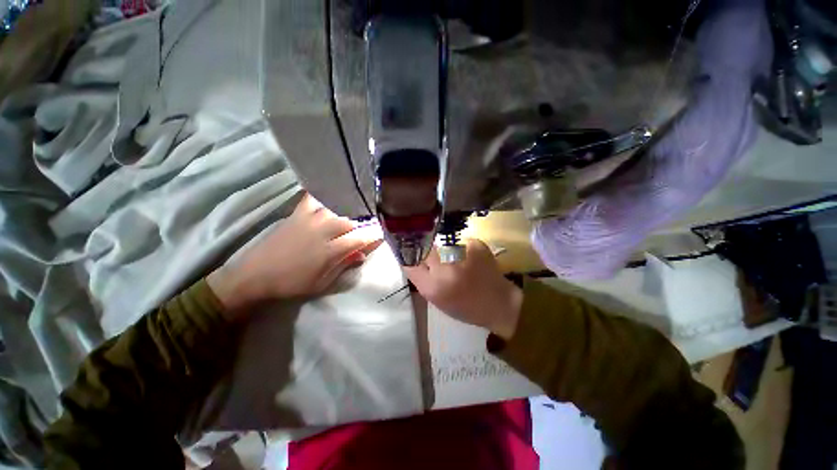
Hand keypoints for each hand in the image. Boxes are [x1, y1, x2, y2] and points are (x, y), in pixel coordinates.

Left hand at [208, 194, 380, 316]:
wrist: (256, 276)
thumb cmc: (292, 283)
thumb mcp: (322, 283)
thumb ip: (343, 266)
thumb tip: (361, 255)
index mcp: (330, 251)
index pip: (359, 240)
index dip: (372, 238)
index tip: (379, 237)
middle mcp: (323, 231)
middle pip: (349, 222)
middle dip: (360, 226)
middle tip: (361, 231)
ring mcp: (309, 220)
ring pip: (335, 210)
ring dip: (344, 213)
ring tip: (347, 217)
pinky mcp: (296, 215)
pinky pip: (311, 200)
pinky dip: (321, 197)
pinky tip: (326, 199)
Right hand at [403, 239, 522, 339]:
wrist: (499, 303)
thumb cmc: (466, 307)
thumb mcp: (437, 300)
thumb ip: (422, 280)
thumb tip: (412, 259)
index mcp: (432, 287)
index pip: (410, 263)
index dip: (410, 258)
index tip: (414, 257)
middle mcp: (444, 268)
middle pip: (426, 250)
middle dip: (429, 255)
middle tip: (440, 263)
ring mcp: (461, 254)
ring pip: (443, 246)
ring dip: (446, 253)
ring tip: (459, 264)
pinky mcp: (475, 245)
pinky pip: (460, 243)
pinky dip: (463, 250)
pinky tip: (471, 261)